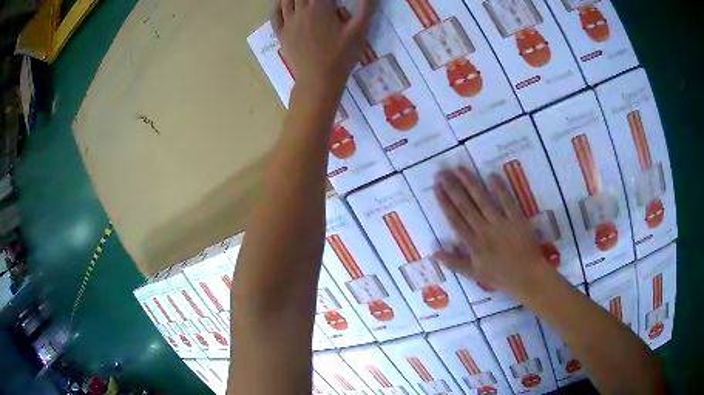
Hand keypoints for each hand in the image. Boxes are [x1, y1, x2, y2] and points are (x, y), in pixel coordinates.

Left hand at [271, 0, 375, 95]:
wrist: (319, 80)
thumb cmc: (341, 56)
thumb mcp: (359, 31)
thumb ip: (366, 8)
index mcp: (320, 7)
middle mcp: (301, 11)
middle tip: (319, 0)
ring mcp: (288, 23)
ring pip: (286, 0)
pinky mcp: (281, 34)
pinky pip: (275, 15)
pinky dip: (277, 5)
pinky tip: (280, 1)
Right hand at [432, 167, 551, 300]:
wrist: (527, 277)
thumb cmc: (500, 277)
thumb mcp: (474, 274)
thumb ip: (454, 263)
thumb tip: (434, 253)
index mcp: (473, 244)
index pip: (455, 220)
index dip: (445, 203)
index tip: (437, 188)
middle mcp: (484, 230)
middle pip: (466, 206)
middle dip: (453, 188)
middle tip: (442, 173)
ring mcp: (501, 223)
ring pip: (483, 200)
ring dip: (471, 183)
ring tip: (460, 169)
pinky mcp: (516, 219)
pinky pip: (507, 202)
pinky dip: (500, 189)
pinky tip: (491, 176)